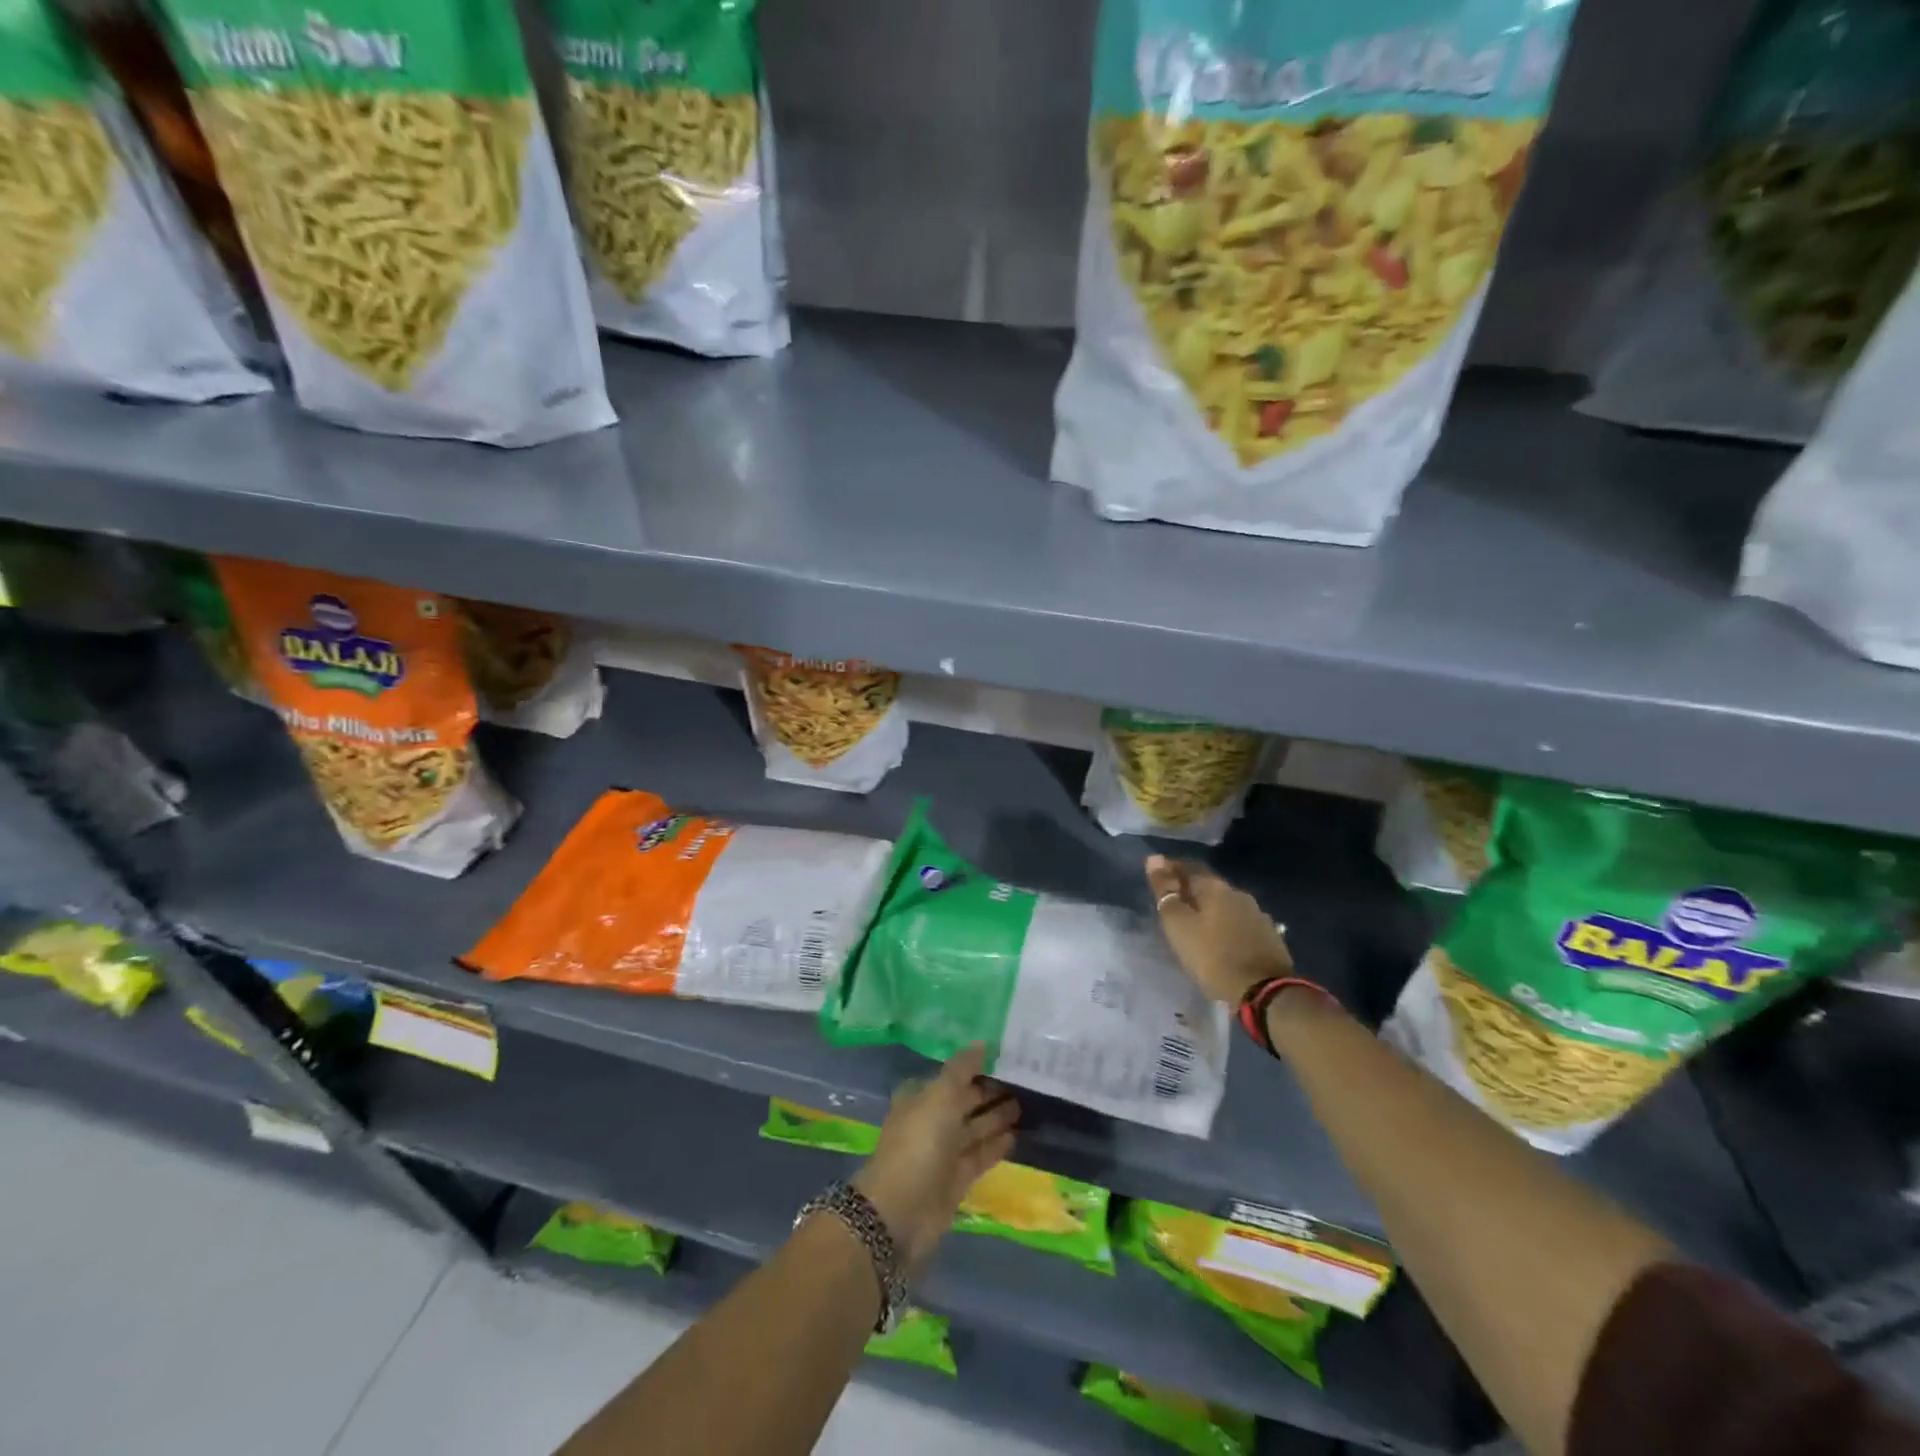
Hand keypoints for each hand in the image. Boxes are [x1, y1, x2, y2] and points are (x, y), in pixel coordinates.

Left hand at [852, 1045, 1018, 1276]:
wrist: (901, 1212)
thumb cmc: (919, 1144)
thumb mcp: (939, 1096)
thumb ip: (961, 1069)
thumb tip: (982, 1043)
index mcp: (922, 1097)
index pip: (954, 1075)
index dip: (976, 1066)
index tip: (1006, 1057)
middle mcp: (932, 1121)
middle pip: (965, 1101)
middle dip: (990, 1091)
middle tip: (1024, 1079)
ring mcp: (944, 1152)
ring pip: (975, 1128)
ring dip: (997, 1117)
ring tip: (1026, 1103)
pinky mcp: (956, 1179)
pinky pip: (980, 1155)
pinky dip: (996, 1145)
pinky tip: (1016, 1135)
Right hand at [1147, 855, 1292, 1003]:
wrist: (1266, 993)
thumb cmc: (1214, 956)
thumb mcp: (1179, 925)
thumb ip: (1165, 892)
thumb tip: (1154, 858)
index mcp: (1215, 887)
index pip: (1188, 867)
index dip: (1170, 869)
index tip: (1155, 876)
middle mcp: (1238, 894)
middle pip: (1208, 884)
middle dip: (1189, 888)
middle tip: (1171, 900)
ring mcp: (1256, 914)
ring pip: (1225, 903)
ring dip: (1208, 907)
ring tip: (1193, 920)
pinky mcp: (1268, 936)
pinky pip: (1238, 921)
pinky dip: (1223, 923)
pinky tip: (1218, 936)